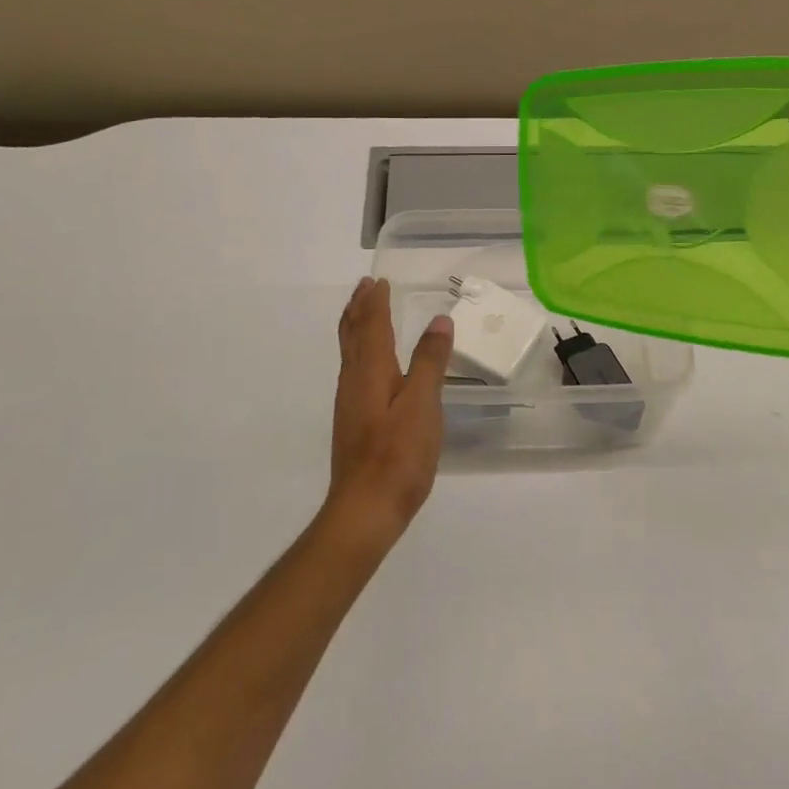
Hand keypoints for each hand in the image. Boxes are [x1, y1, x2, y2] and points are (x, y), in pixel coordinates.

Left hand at [325, 277, 453, 551]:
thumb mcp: (423, 404)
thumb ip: (430, 361)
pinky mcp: (353, 422)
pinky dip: (359, 352)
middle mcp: (354, 381)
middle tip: (364, 286)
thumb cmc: (398, 454)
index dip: (376, 303)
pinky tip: (369, 365)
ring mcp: (350, 403)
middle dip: (359, 309)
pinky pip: (353, 371)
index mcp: (372, 372)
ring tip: (362, 313)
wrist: (365, 508)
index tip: (379, 280)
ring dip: (356, 328)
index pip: (373, 326)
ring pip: (350, 353)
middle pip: (353, 336)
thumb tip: (439, 320)